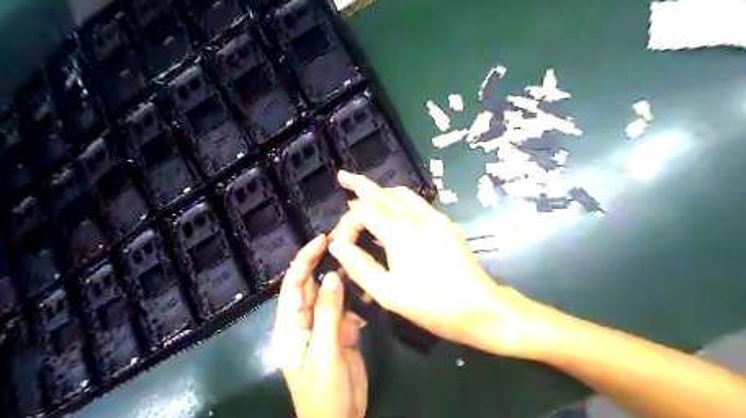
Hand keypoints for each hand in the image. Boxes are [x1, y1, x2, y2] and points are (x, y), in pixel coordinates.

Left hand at [273, 235, 367, 417]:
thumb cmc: (324, 392)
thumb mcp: (325, 352)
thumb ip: (328, 313)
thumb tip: (333, 276)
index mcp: (290, 326)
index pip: (293, 285)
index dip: (304, 260)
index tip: (321, 240)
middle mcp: (305, 321)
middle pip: (311, 285)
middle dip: (323, 263)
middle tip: (343, 241)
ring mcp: (324, 326)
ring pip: (331, 295)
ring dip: (343, 279)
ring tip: (359, 259)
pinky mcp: (340, 333)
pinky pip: (347, 309)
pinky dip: (356, 299)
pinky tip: (368, 290)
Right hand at [329, 170, 546, 358]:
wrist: (480, 308)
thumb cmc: (431, 304)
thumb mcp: (387, 292)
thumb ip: (359, 266)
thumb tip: (338, 246)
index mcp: (399, 231)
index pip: (364, 211)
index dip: (347, 223)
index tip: (341, 244)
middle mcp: (416, 217)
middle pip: (382, 193)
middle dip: (360, 184)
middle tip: (343, 176)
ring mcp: (434, 218)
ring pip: (402, 194)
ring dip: (382, 191)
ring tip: (366, 194)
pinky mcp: (446, 224)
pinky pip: (418, 203)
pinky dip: (400, 200)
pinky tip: (396, 209)